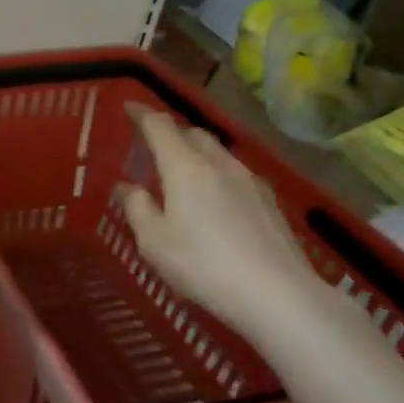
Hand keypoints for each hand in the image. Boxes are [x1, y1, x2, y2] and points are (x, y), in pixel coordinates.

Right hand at [116, 102, 326, 346]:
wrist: (277, 295)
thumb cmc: (202, 265)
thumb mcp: (153, 241)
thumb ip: (136, 208)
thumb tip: (125, 186)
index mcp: (185, 167)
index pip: (160, 126)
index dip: (142, 114)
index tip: (128, 107)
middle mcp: (219, 164)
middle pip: (193, 134)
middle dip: (171, 133)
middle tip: (153, 146)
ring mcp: (250, 182)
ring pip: (218, 153)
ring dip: (196, 153)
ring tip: (182, 173)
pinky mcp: (270, 202)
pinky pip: (236, 174)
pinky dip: (217, 175)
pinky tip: (216, 199)